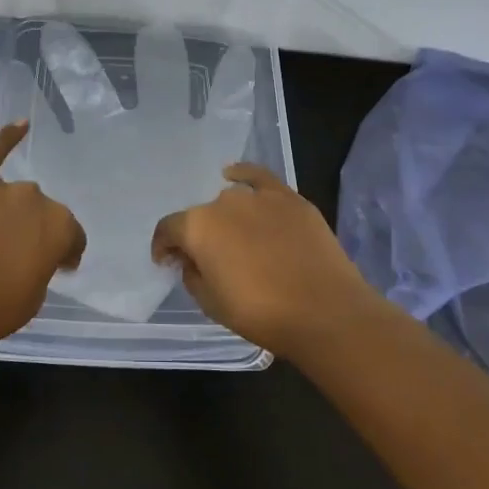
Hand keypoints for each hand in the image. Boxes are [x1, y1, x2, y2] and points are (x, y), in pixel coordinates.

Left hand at [0, 121, 85, 351]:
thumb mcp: (33, 297)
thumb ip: (41, 266)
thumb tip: (34, 256)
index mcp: (59, 225)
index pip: (71, 236)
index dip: (64, 253)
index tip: (57, 267)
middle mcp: (32, 197)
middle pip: (37, 211)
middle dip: (31, 230)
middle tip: (14, 258)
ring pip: (8, 196)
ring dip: (4, 213)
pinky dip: (5, 139)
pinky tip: (20, 126)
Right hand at [152, 163, 376, 356]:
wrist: (324, 311)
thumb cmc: (260, 314)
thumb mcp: (211, 304)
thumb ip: (192, 275)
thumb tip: (190, 259)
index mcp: (197, 227)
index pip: (169, 229)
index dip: (163, 246)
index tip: (167, 261)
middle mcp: (223, 202)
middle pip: (202, 217)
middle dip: (200, 236)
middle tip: (210, 260)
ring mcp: (259, 196)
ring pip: (231, 202)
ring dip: (227, 218)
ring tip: (237, 239)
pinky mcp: (290, 198)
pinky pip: (259, 178)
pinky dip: (244, 175)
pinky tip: (235, 176)